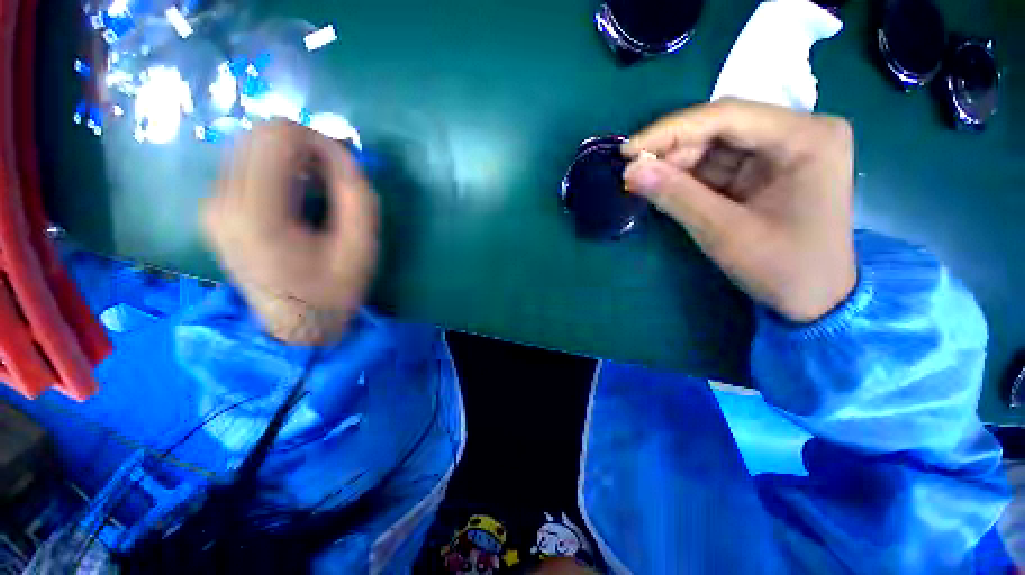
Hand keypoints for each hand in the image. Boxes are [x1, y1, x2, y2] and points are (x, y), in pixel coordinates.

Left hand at [202, 120, 378, 343]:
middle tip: (334, 176)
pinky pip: (246, 164)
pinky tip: (297, 196)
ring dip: (292, 158)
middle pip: (260, 134)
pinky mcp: (213, 208)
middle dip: (306, 146)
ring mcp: (211, 204)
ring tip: (318, 189)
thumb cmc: (334, 291)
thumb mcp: (362, 245)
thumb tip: (340, 152)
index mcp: (256, 213)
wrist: (296, 326)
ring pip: (252, 145)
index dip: (319, 140)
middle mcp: (221, 201)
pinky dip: (277, 169)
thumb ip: (356, 193)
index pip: (279, 137)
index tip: (344, 167)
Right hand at [622, 98, 855, 322]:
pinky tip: (666, 188)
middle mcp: (799, 132)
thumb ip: (676, 196)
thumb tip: (631, 171)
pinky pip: (719, 164)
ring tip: (644, 183)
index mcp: (806, 138)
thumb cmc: (782, 268)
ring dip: (677, 165)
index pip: (727, 116)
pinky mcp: (767, 170)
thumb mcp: (724, 233)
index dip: (670, 131)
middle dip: (673, 151)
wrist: (815, 299)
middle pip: (721, 127)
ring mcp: (783, 150)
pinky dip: (689, 177)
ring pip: (716, 145)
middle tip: (633, 174)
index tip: (627, 151)